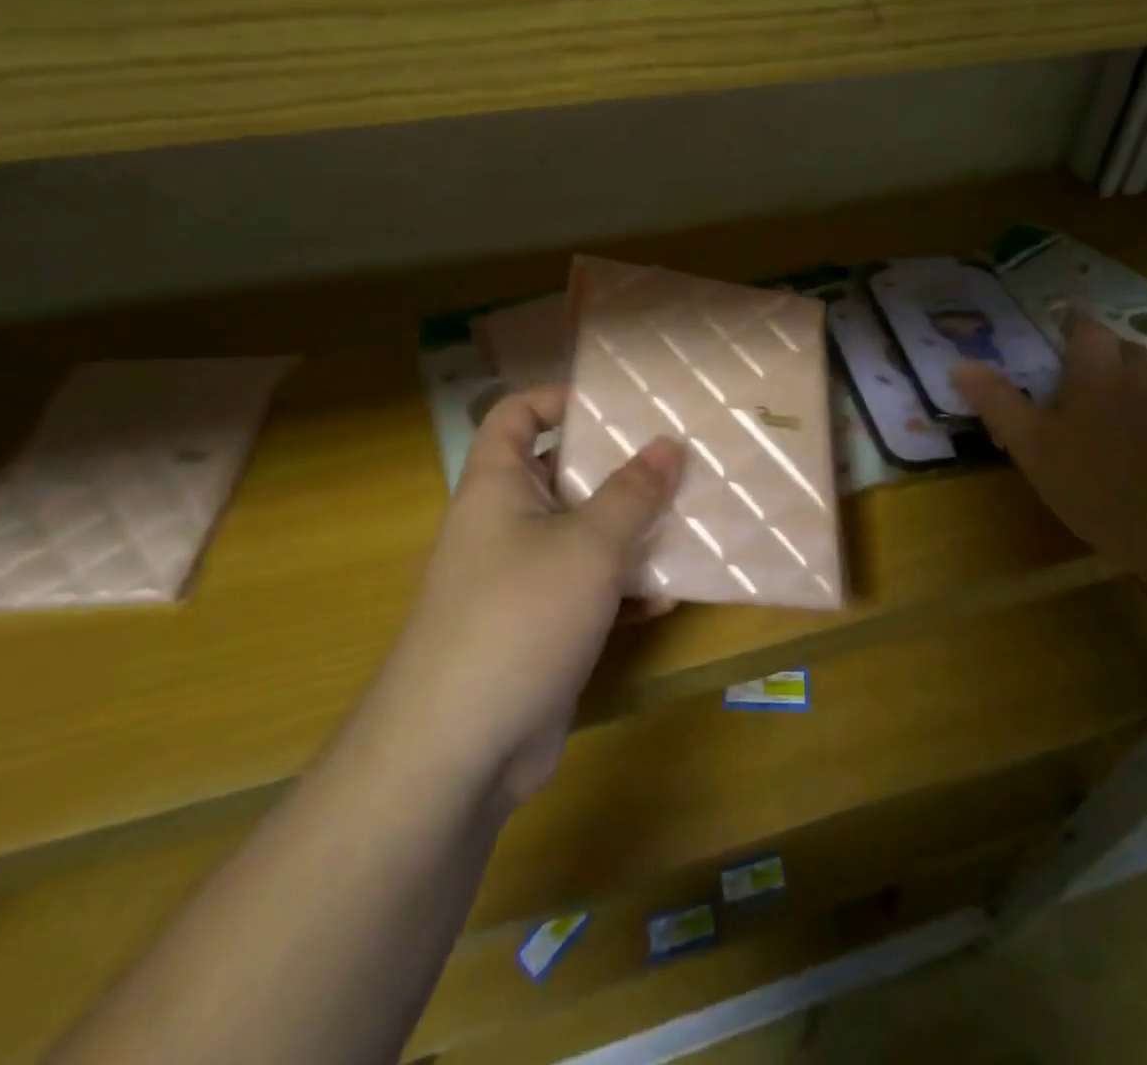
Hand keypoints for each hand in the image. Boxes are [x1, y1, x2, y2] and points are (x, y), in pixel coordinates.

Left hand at [389, 387, 684, 805]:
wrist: (460, 749)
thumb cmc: (520, 616)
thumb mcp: (589, 545)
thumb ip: (633, 492)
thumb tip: (668, 443)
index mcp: (498, 486)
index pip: (515, 415)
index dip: (556, 398)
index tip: (615, 403)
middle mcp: (504, 525)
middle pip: (560, 474)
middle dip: (616, 467)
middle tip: (676, 458)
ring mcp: (521, 579)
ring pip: (581, 534)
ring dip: (629, 529)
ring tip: (686, 517)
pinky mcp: (539, 628)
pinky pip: (587, 589)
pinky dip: (622, 587)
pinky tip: (666, 595)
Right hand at [951, 317, 1146, 573]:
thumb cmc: (1098, 483)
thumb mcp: (1031, 448)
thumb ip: (997, 403)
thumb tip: (958, 365)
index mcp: (1097, 372)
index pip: (1086, 329)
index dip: (1073, 325)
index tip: (1061, 330)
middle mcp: (1146, 374)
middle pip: (1128, 349)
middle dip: (1109, 357)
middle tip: (1089, 382)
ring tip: (1132, 410)